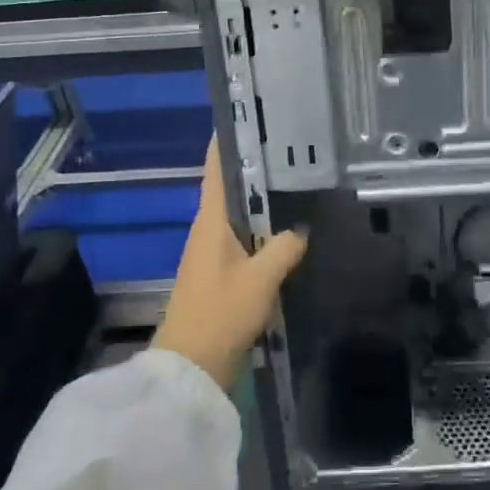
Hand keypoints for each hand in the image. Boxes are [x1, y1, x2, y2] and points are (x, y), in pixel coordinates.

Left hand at [152, 141, 307, 388]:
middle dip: (253, 171)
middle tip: (287, 151)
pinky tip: (284, 237)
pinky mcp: (218, 279)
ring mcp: (210, 257)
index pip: (215, 171)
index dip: (226, 145)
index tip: (243, 120)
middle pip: (229, 192)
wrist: (191, 369)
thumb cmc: (220, 314)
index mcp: (209, 223)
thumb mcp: (260, 279)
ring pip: (238, 219)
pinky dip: (261, 234)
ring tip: (293, 187)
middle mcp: (206, 233)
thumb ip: (282, 249)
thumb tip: (298, 231)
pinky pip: (242, 244)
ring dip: (259, 205)